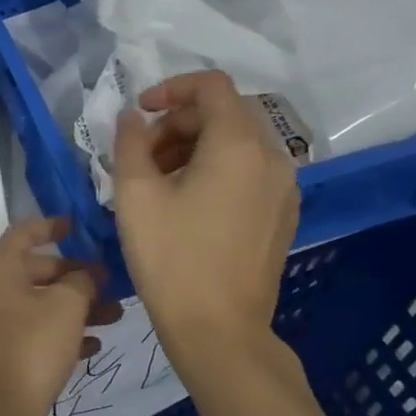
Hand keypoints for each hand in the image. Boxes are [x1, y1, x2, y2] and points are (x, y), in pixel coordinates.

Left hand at [0, 218, 123, 415]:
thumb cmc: (31, 347)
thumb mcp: (66, 307)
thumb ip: (82, 282)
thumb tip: (87, 275)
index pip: (24, 233)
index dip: (52, 225)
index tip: (78, 226)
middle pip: (35, 271)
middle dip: (75, 276)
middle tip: (111, 285)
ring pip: (38, 305)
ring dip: (75, 307)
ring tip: (115, 318)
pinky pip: (32, 332)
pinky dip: (60, 333)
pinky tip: (92, 347)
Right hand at [111, 71, 299, 361]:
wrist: (218, 330)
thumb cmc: (171, 258)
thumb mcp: (135, 195)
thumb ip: (130, 143)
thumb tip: (133, 118)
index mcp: (238, 145)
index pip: (211, 86)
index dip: (171, 89)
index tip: (140, 113)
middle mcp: (272, 157)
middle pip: (226, 112)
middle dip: (180, 122)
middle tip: (143, 155)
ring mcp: (284, 187)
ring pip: (239, 142)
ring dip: (196, 146)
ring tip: (160, 181)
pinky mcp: (283, 214)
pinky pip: (250, 170)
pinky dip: (217, 168)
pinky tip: (188, 203)